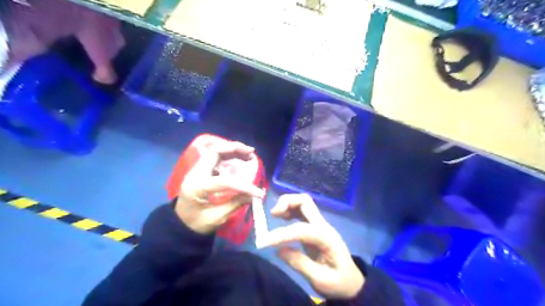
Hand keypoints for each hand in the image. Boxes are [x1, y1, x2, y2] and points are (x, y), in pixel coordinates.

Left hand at [175, 141, 266, 233]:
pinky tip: (238, 159)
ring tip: (248, 154)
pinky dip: (228, 154)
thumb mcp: (216, 218)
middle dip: (235, 149)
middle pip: (215, 152)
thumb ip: (235, 204)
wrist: (179, 224)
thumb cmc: (196, 224)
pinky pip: (214, 157)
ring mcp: (197, 170)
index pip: (225, 181)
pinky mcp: (200, 171)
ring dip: (232, 150)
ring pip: (215, 151)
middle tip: (251, 153)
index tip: (259, 193)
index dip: (244, 186)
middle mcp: (195, 173)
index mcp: (198, 187)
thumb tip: (254, 196)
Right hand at [261, 195, 362, 299]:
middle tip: (273, 214)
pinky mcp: (314, 227)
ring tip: (275, 215)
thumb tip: (279, 250)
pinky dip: (290, 210)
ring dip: (288, 203)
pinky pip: (301, 211)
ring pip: (303, 202)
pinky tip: (282, 218)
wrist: (351, 281)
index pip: (303, 229)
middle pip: (305, 202)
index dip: (283, 233)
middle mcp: (323, 226)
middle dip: (287, 202)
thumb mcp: (321, 280)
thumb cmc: (339, 282)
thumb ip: (301, 264)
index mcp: (327, 238)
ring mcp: (319, 224)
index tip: (267, 241)